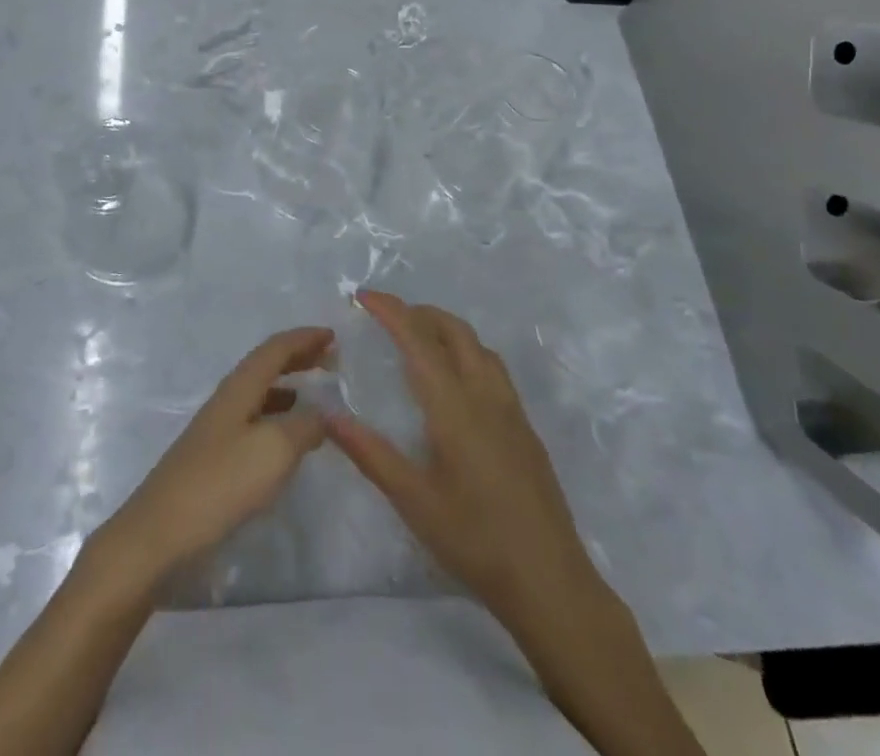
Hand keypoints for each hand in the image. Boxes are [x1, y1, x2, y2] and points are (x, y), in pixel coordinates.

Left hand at [94, 326, 333, 587]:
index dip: (304, 339)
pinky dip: (276, 420)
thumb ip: (305, 426)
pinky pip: (253, 423)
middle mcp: (227, 400)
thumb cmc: (220, 483)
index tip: (332, 335)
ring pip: (258, 395)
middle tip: (329, 359)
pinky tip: (286, 442)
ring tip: (313, 397)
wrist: (160, 535)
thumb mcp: (274, 450)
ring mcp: (217, 430)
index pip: (275, 349)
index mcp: (239, 388)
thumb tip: (323, 414)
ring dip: (287, 388)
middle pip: (264, 367)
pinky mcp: (213, 460)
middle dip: (296, 358)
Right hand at [328, 291, 603, 634]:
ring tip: (419, 341)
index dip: (390, 311)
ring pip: (478, 346)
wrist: (551, 582)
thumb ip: (370, 453)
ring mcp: (511, 410)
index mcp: (454, 406)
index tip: (363, 296)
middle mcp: (485, 394)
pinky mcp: (526, 428)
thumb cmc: (475, 540)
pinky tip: (456, 383)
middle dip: (419, 312)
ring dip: (446, 329)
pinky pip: (493, 368)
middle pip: (453, 330)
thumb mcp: (413, 501)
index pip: (418, 339)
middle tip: (386, 317)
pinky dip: (467, 352)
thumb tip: (328, 415)